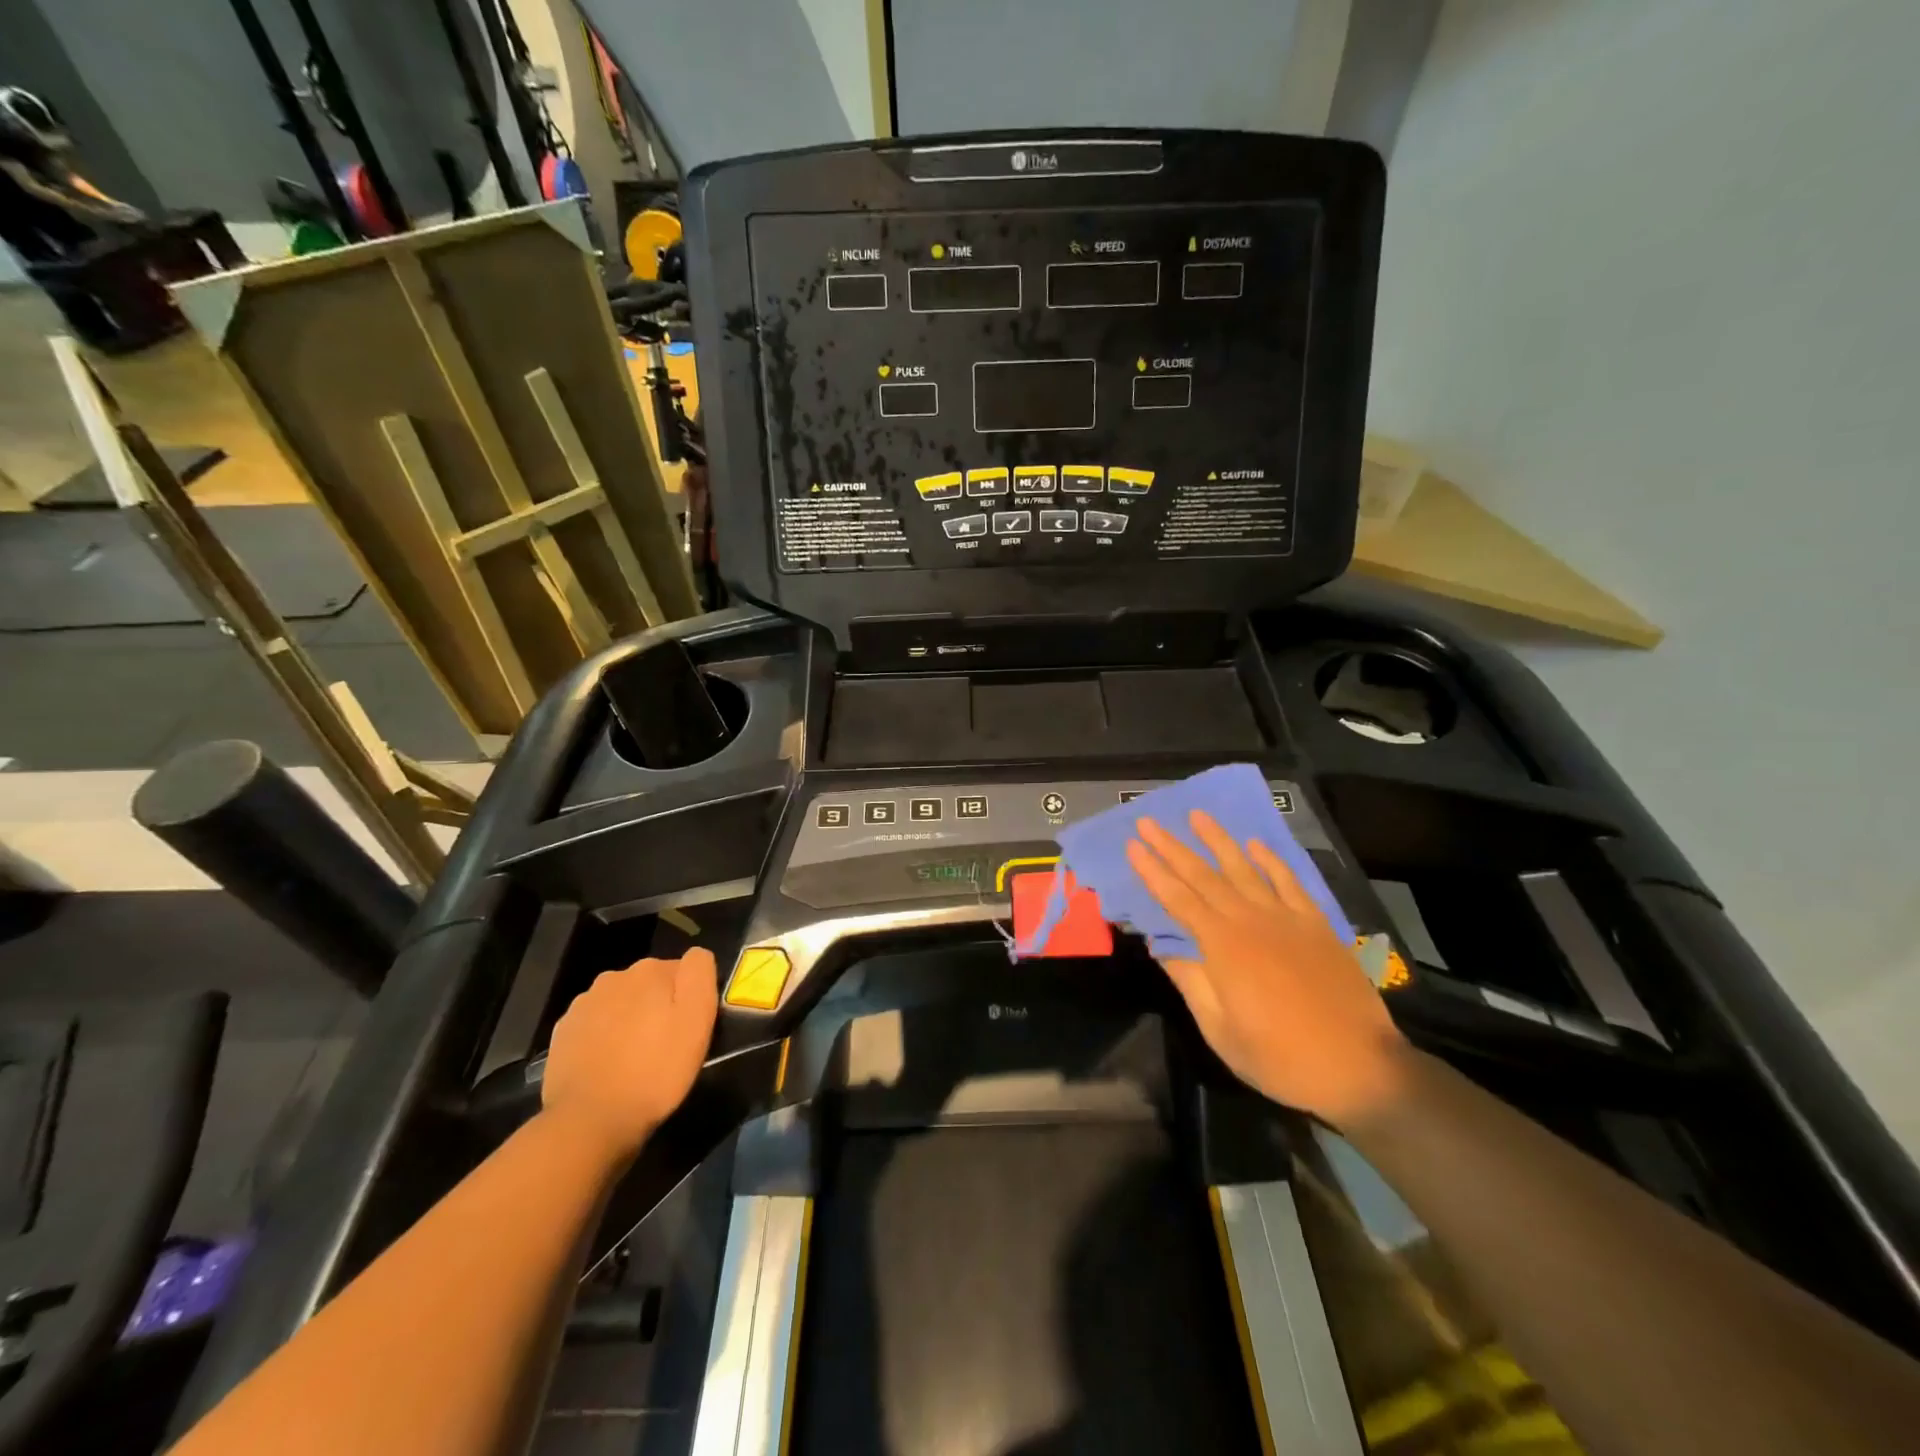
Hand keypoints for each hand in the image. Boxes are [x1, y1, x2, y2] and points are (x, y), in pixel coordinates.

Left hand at [541, 948, 718, 1160]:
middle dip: (658, 1005)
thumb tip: (695, 955)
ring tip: (635, 1057)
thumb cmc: (656, 1070)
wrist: (590, 1120)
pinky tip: (608, 1064)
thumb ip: (699, 974)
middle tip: (665, 1044)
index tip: (689, 1027)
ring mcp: (584, 1004)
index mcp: (650, 970)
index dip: (689, 998)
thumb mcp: (697, 1020)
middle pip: (649, 984)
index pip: (682, 970)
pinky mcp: (563, 1032)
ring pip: (620, 1003)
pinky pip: (594, 1025)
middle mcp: (614, 977)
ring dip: (630, 1019)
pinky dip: (603, 1037)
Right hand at [1128, 812, 1413, 1127]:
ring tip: (1197, 815)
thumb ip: (1191, 983)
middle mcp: (1250, 921)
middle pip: (1203, 876)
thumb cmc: (1280, 1057)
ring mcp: (1286, 918)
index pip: (1177, 899)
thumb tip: (1163, 949)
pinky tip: (1256, 845)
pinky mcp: (1316, 925)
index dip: (1152, 872)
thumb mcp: (1221, 1031)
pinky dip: (1271, 861)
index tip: (1132, 845)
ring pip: (1244, 869)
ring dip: (1218, 840)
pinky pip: (1289, 882)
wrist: (1360, 1067)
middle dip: (1172, 847)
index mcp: (1222, 946)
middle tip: (1148, 822)